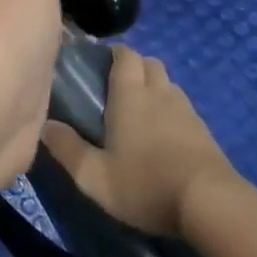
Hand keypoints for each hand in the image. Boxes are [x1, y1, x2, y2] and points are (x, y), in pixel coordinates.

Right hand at [42, 45, 240, 237]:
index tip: (100, 63)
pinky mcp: (205, 131)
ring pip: (168, 84)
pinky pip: (183, 108)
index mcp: (130, 95)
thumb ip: (68, 150)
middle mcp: (159, 93)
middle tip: (117, 88)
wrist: (211, 203)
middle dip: (134, 67)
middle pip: (149, 63)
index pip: (125, 55)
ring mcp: (186, 110)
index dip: (114, 53)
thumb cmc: (145, 184)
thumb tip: (45, 126)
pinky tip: (164, 136)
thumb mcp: (95, 177)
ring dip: (154, 88)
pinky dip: (171, 112)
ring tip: (140, 112)